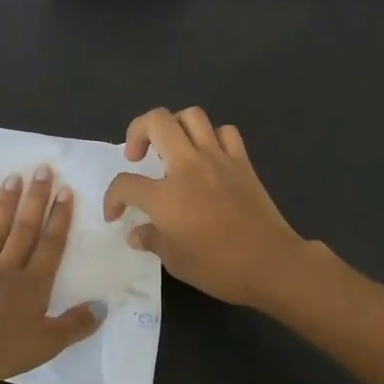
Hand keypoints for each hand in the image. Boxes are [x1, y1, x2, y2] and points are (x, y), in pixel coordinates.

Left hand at [0, 166, 101, 383]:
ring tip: (10, 179)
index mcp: (32, 285)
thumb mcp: (48, 344)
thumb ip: (76, 325)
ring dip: (2, 207)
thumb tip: (103, 307)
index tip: (65, 190)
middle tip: (41, 169)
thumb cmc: (1, 351)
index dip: (59, 219)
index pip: (50, 246)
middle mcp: (5, 271)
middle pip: (23, 231)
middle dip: (35, 200)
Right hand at [102, 107, 308, 310]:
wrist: (271, 263)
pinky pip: (225, 132)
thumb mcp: (175, 261)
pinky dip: (213, 137)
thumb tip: (135, 233)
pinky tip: (208, 155)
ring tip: (172, 147)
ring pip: (191, 116)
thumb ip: (151, 240)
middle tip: (138, 156)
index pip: (125, 184)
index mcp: (165, 196)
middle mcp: (187, 167)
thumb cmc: (219, 267)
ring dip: (175, 125)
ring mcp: (217, 159)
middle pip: (156, 122)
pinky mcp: (242, 162)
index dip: (112, 198)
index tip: (116, 214)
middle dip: (137, 131)